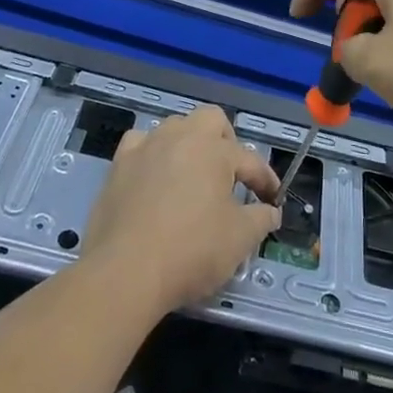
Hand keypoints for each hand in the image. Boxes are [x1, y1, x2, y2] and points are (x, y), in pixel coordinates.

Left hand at [82, 106, 280, 314]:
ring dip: (189, 144)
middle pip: (212, 120)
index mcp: (215, 150)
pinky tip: (154, 175)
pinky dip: (152, 154)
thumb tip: (270, 211)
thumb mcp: (239, 240)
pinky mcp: (119, 165)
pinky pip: (140, 144)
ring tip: (193, 176)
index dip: (265, 181)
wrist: (125, 272)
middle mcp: (181, 137)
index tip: (272, 200)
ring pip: (175, 127)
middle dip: (227, 142)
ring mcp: (147, 147)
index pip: (250, 160)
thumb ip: (261, 219)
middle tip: (230, 176)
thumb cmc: (191, 251)